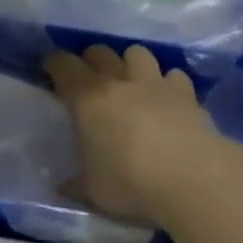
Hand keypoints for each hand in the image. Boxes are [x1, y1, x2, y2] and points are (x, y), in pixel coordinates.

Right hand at [43, 44, 226, 229]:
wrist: (191, 178)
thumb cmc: (130, 182)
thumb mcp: (92, 190)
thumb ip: (75, 183)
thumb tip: (62, 185)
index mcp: (88, 99)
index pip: (64, 65)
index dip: (55, 63)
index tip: (51, 69)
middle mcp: (120, 81)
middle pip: (100, 52)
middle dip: (91, 59)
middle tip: (89, 78)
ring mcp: (156, 83)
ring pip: (137, 53)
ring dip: (130, 63)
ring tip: (131, 82)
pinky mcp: (187, 94)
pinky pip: (173, 75)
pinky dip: (167, 83)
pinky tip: (167, 100)